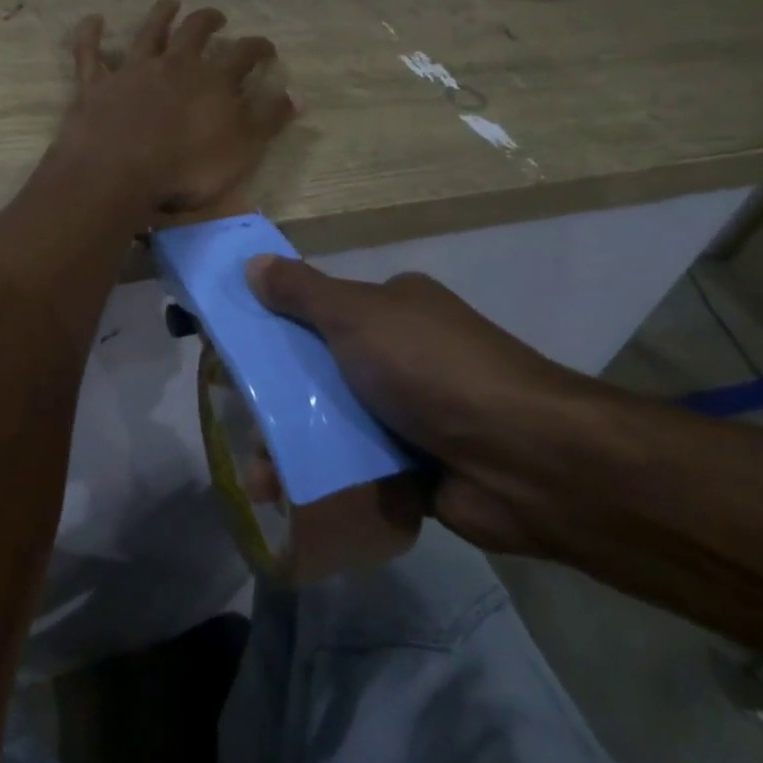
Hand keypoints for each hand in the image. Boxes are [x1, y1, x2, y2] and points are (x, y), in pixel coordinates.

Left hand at [56, 0, 297, 215]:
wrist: (119, 173)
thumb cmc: (186, 168)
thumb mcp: (242, 150)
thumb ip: (268, 121)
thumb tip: (296, 95)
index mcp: (213, 80)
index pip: (244, 54)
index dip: (258, 47)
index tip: (267, 48)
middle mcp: (174, 65)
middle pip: (195, 31)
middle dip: (209, 20)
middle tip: (217, 17)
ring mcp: (133, 71)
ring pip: (149, 32)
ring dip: (161, 15)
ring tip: (171, 4)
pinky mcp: (96, 85)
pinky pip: (90, 53)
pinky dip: (91, 34)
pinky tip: (94, 19)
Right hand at [245, 257, 625, 552]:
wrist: (522, 459)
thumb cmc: (431, 370)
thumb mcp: (358, 317)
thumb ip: (302, 293)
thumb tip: (252, 264)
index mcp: (394, 310)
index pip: (323, 313)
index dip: (278, 332)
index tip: (239, 361)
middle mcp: (404, 356)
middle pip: (323, 373)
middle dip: (281, 402)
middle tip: (247, 430)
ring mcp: (413, 413)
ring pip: (337, 425)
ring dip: (296, 448)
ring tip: (262, 479)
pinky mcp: (418, 466)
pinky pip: (359, 467)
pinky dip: (327, 480)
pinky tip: (290, 498)